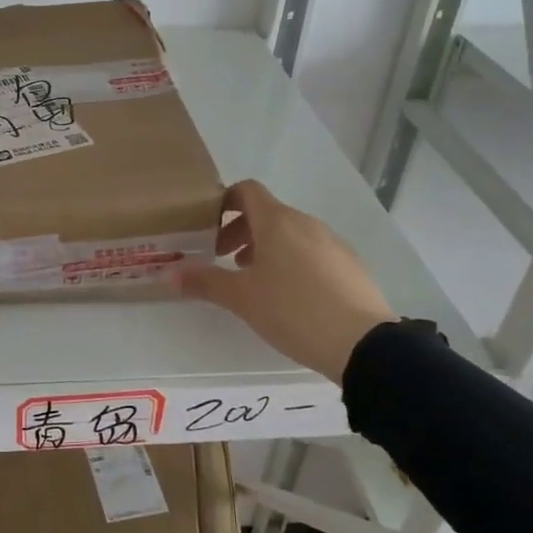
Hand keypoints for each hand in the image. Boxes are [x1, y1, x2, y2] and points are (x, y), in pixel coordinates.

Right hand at [173, 179, 394, 380]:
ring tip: (257, 282)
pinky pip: (313, 251)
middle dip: (242, 232)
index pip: (246, 190)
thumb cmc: (293, 310)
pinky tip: (291, 297)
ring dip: (267, 248)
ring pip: (291, 233)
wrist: (362, 342)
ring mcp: (332, 242)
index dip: (224, 202)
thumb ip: (205, 282)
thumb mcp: (242, 299)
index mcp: (276, 221)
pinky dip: (293, 261)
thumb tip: (170, 275)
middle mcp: (305, 222)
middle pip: (267, 213)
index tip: (209, 228)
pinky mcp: (350, 264)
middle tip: (225, 261)